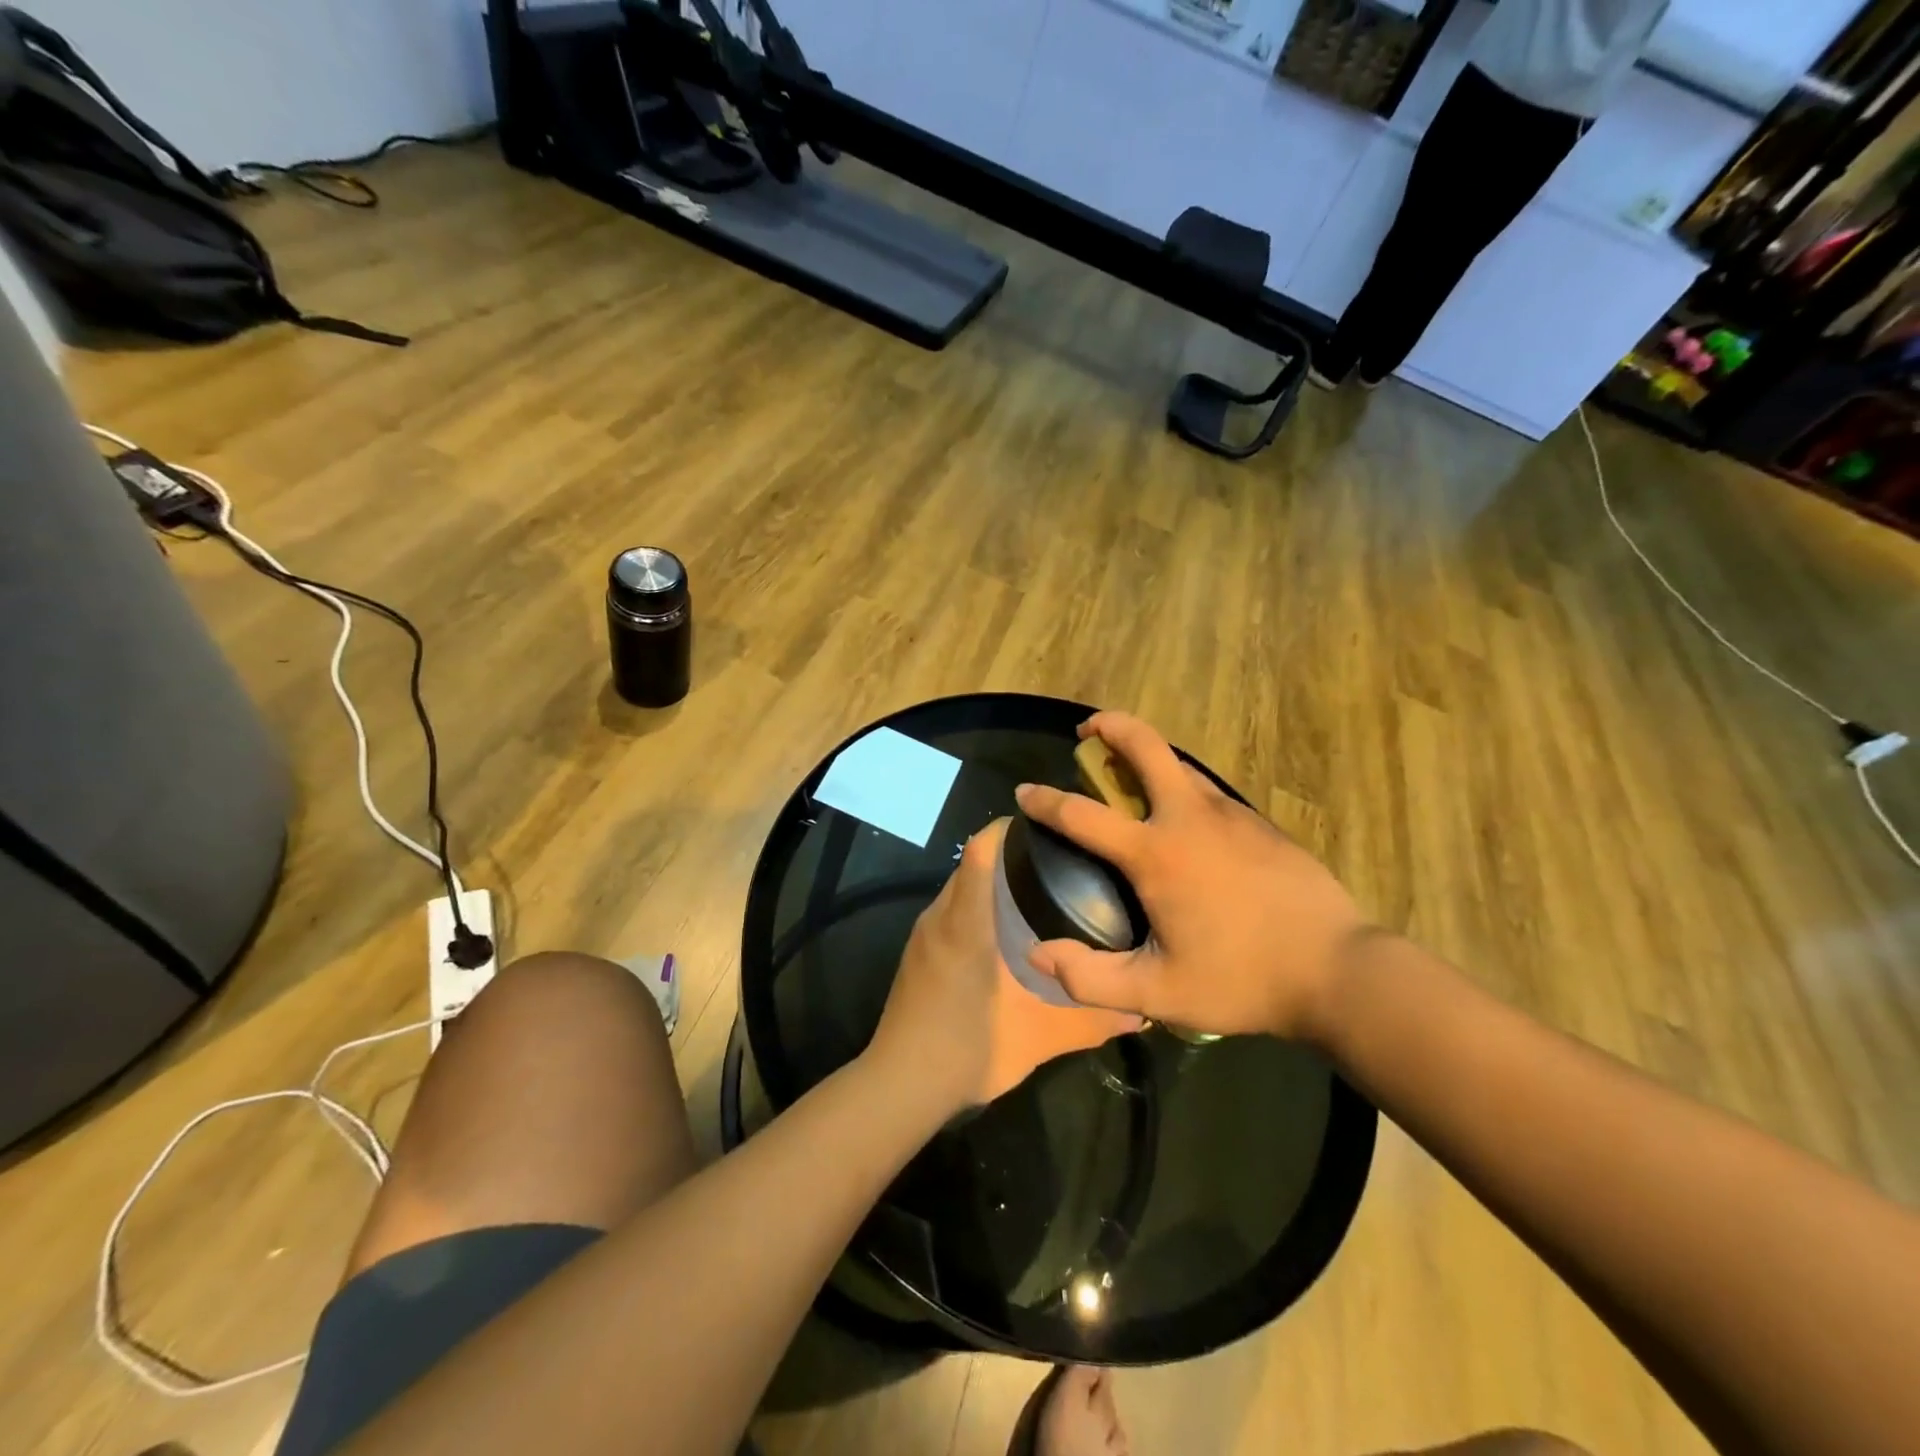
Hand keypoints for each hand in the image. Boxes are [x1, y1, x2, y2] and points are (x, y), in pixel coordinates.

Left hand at [868, 820, 1142, 1113]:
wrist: (901, 1085)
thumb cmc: (968, 1049)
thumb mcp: (1037, 1037)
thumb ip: (1089, 1021)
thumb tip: (1139, 1012)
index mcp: (966, 923)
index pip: (979, 851)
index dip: (1008, 829)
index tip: (1046, 827)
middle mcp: (940, 917)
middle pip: (971, 864)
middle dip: (1009, 855)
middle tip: (1058, 862)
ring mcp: (924, 935)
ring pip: (960, 889)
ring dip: (992, 882)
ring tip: (1039, 892)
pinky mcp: (918, 954)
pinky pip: (951, 910)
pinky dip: (977, 906)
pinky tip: (1006, 933)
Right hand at [1014, 712, 1374, 1043]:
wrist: (1340, 972)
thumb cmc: (1242, 980)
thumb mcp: (1158, 994)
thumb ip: (1090, 978)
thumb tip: (1038, 953)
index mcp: (1156, 854)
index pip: (1083, 814)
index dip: (1046, 800)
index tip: (1025, 790)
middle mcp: (1189, 818)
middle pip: (1145, 746)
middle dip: (1110, 726)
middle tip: (1088, 731)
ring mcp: (1231, 815)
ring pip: (1180, 765)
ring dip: (1148, 756)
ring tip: (1130, 778)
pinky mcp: (1260, 824)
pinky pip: (1209, 792)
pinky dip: (1182, 788)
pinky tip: (1186, 821)